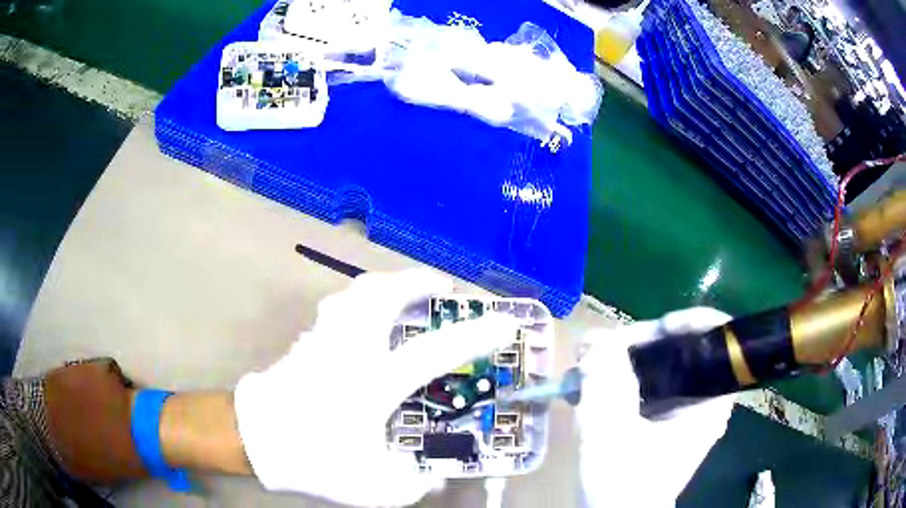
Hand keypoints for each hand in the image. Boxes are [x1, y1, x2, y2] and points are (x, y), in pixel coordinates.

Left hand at [233, 269, 517, 505]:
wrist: (255, 439)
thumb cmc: (315, 458)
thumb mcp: (374, 487)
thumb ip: (413, 484)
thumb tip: (435, 477)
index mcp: (372, 382)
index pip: (434, 351)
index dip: (476, 335)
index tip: (505, 322)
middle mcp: (349, 349)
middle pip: (381, 293)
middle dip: (416, 282)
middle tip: (440, 287)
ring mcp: (324, 339)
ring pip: (354, 292)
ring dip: (386, 285)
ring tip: (404, 293)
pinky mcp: (307, 341)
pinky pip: (338, 307)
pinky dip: (359, 302)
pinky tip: (365, 320)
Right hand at [576, 308, 734, 506]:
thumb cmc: (622, 486)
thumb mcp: (612, 436)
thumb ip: (606, 386)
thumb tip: (596, 340)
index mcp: (708, 403)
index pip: (719, 342)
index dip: (693, 323)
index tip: (657, 328)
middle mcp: (699, 401)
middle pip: (682, 349)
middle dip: (640, 343)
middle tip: (600, 347)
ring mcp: (678, 410)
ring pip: (657, 366)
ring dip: (622, 359)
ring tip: (585, 362)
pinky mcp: (658, 419)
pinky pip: (642, 385)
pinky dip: (617, 379)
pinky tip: (587, 385)